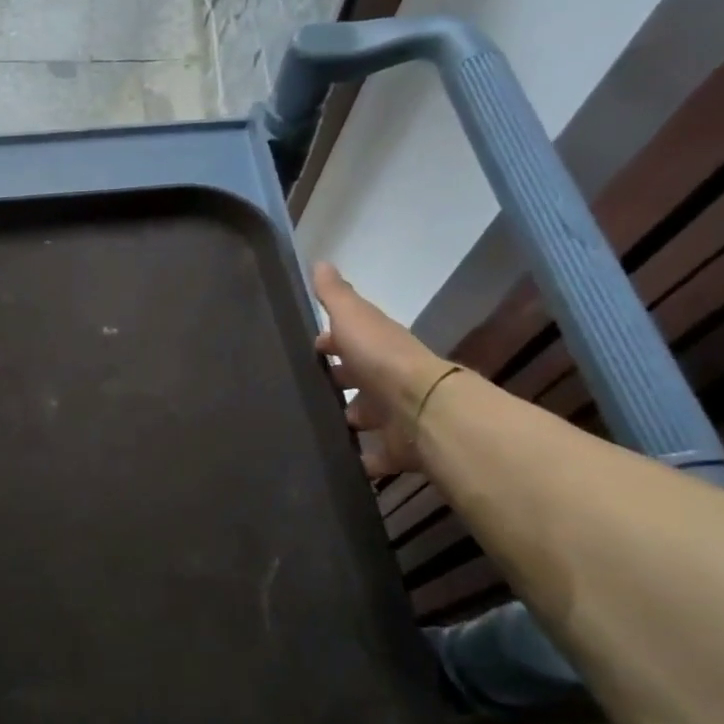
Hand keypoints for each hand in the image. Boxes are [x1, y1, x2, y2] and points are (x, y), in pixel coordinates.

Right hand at [312, 263, 456, 478]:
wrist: (422, 410)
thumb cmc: (381, 358)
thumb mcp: (353, 318)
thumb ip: (335, 295)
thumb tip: (320, 261)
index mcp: (375, 347)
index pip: (349, 341)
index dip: (329, 343)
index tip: (307, 349)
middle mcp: (386, 380)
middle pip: (357, 380)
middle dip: (336, 384)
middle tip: (301, 392)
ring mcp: (393, 416)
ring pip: (364, 417)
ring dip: (346, 421)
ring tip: (310, 428)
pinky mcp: (396, 449)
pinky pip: (374, 456)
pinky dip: (359, 460)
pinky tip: (333, 462)